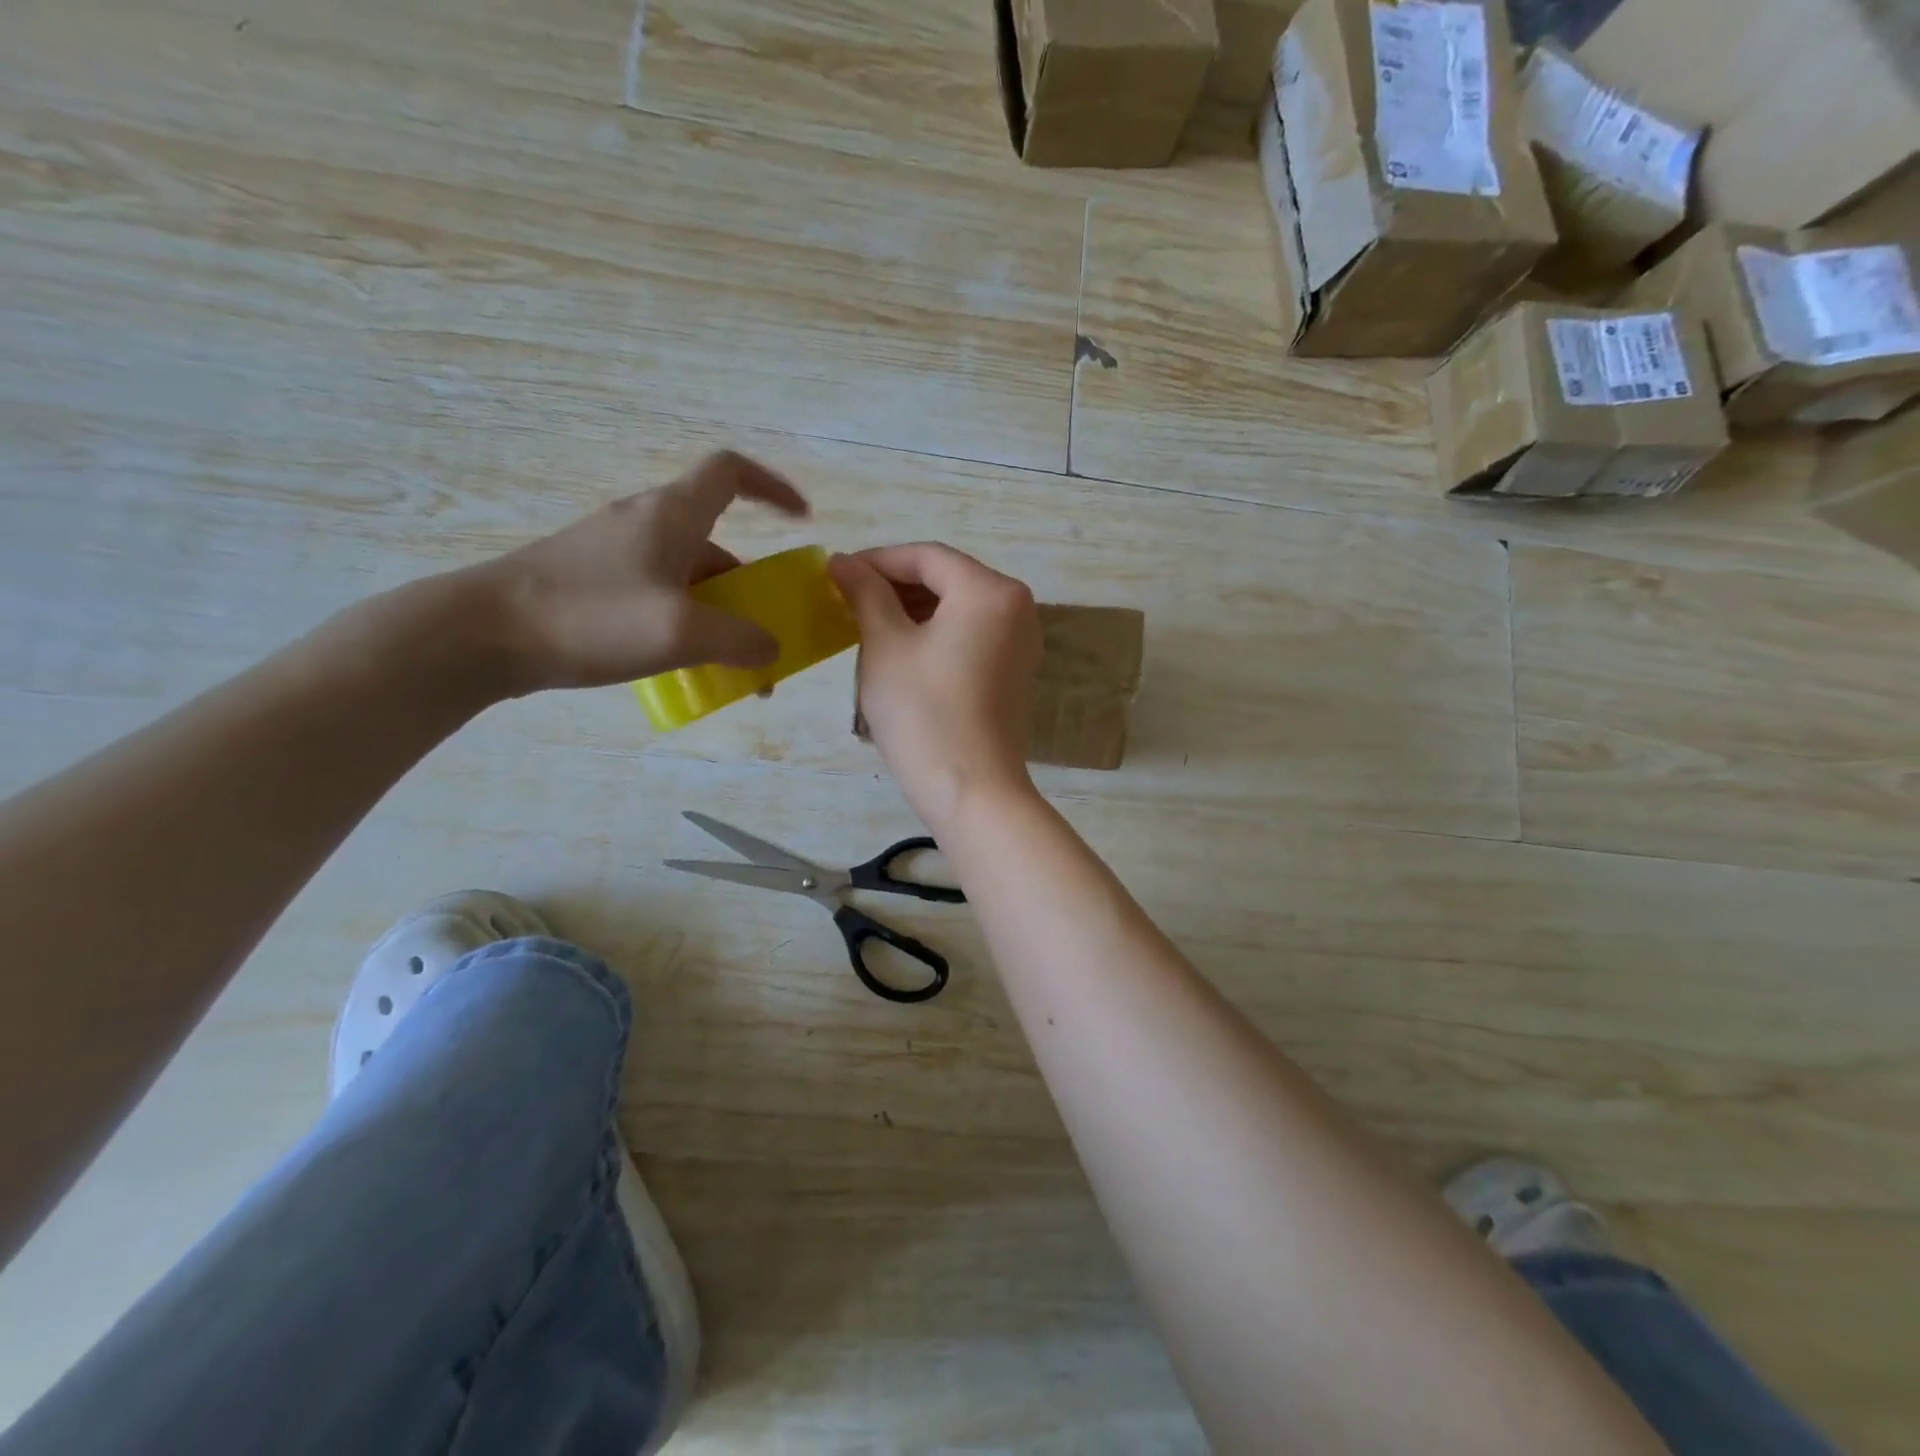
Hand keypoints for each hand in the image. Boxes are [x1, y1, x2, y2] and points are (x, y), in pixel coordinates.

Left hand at [461, 451, 808, 694]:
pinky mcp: (592, 582)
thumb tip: (770, 650)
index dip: (772, 487)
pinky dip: (684, 623)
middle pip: (716, 542)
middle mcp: (645, 524)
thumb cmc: (590, 617)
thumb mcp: (681, 633)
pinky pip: (658, 595)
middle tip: (767, 630)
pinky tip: (681, 664)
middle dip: (751, 586)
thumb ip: (741, 640)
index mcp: (672, 515)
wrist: (481, 635)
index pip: (730, 473)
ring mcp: (614, 553)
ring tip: (730, 666)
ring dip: (718, 614)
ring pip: (687, 576)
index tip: (800, 519)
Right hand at [830, 543, 1041, 832]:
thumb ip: (865, 594)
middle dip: (895, 586)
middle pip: (947, 579)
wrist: (970, 790)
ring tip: (866, 626)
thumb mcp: (885, 645)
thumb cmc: (923, 712)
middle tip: (847, 602)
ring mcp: (1020, 641)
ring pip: (958, 608)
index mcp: (990, 590)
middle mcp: (1017, 607)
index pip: (927, 556)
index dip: (877, 560)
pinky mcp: (1014, 671)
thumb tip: (843, 562)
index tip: (836, 574)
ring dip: (912, 611)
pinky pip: (970, 635)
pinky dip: (935, 634)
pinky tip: (900, 651)